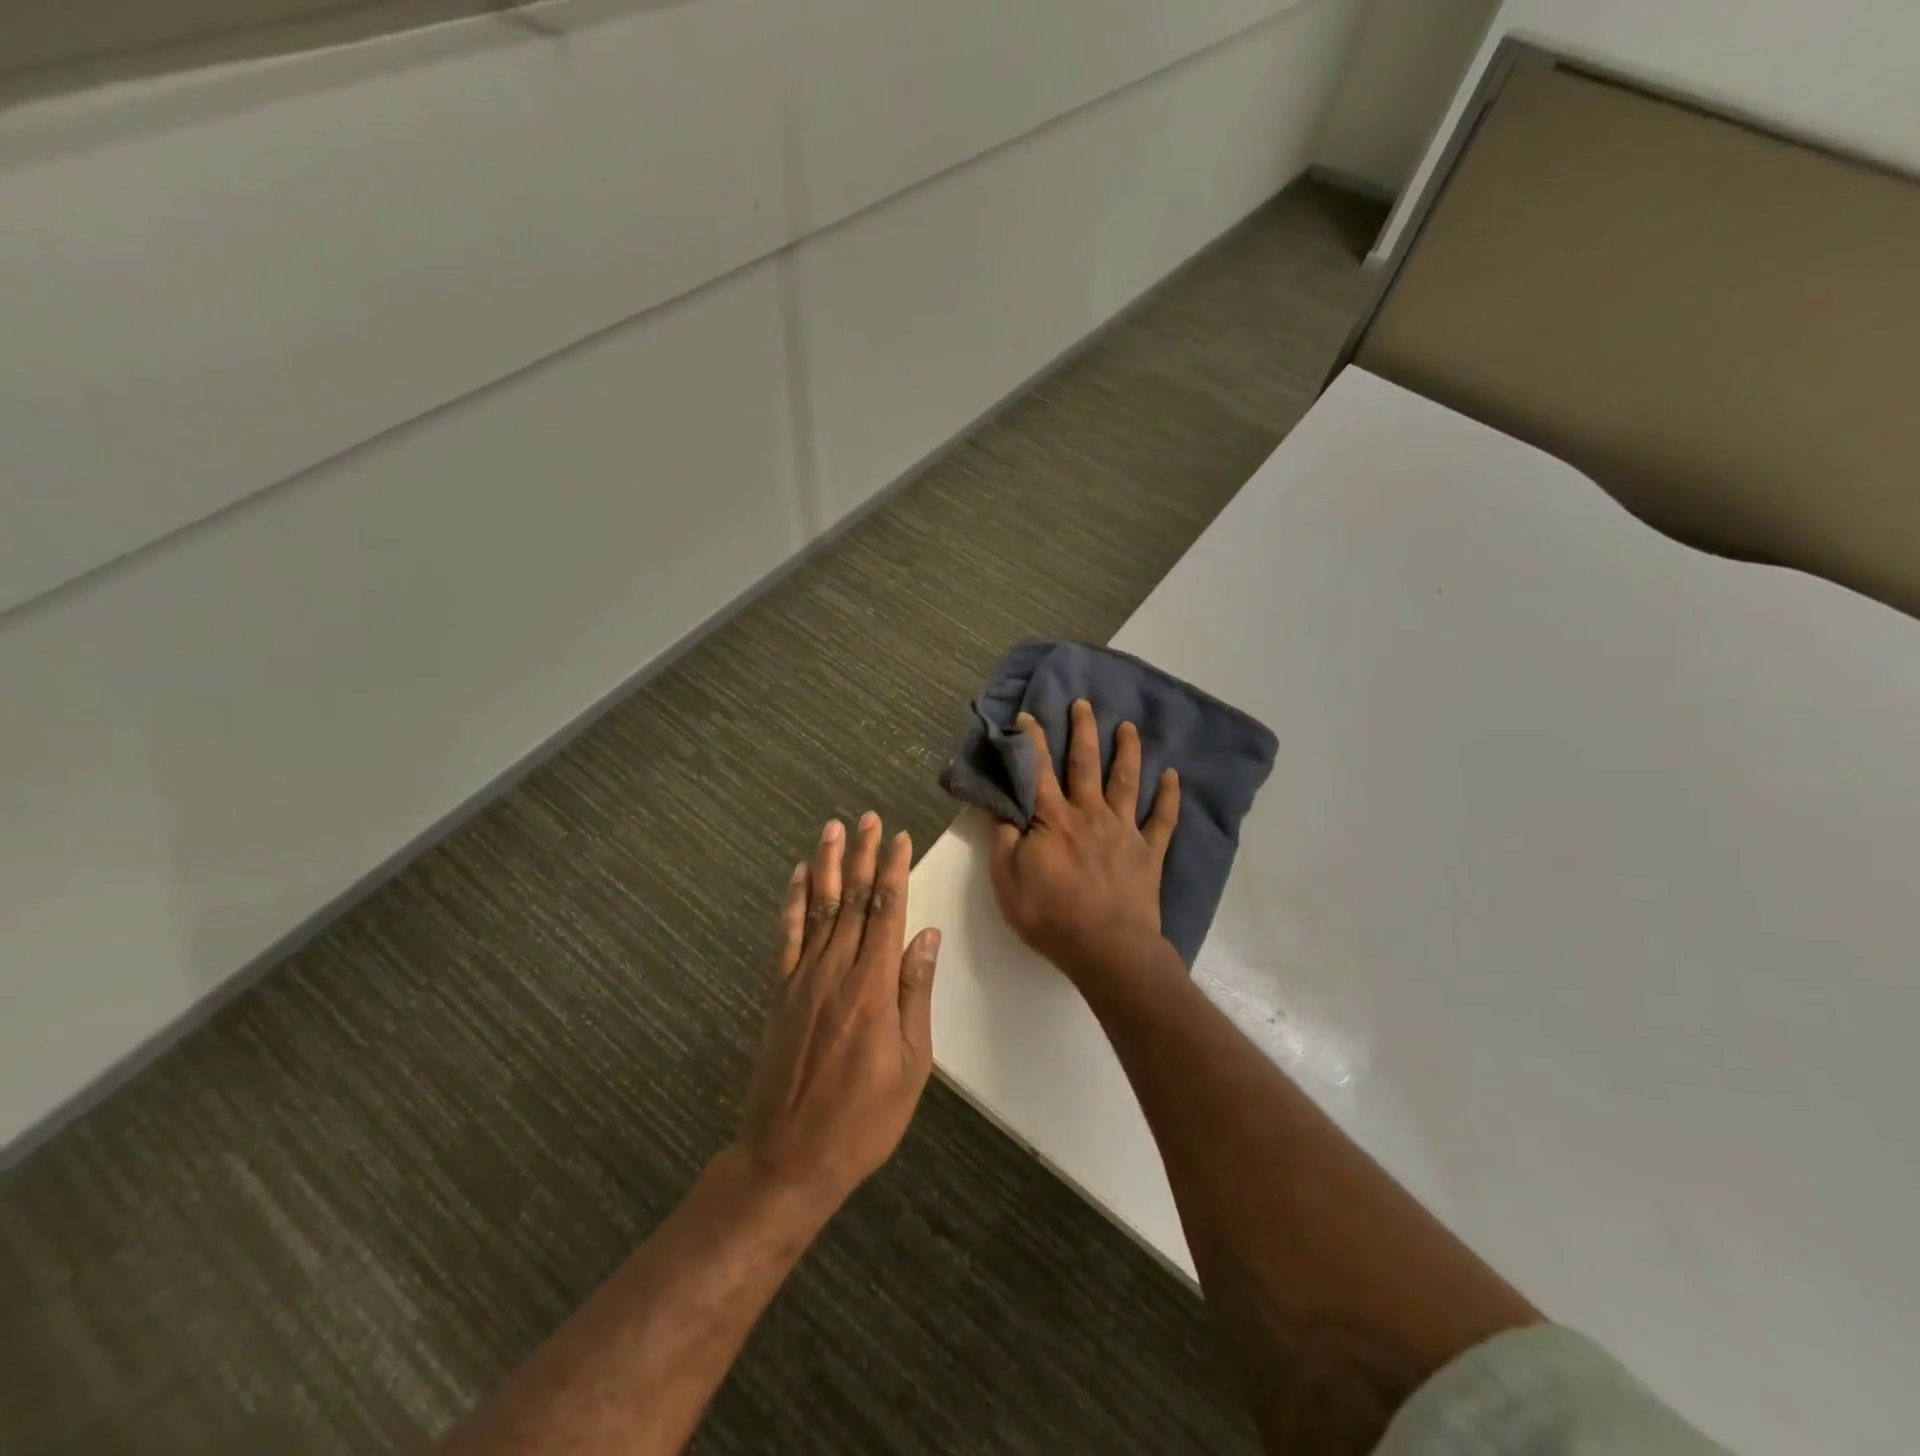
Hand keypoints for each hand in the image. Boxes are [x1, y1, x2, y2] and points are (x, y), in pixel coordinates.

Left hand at [738, 812, 940, 1215]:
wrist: (788, 1159)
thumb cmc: (863, 1119)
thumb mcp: (910, 1064)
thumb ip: (914, 994)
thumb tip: (926, 936)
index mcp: (872, 987)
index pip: (886, 912)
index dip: (893, 871)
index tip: (899, 838)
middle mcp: (835, 972)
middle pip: (852, 900)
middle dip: (861, 855)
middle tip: (867, 817)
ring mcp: (802, 980)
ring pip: (818, 908)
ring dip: (826, 865)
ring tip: (832, 828)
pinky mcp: (780, 994)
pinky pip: (787, 938)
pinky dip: (792, 903)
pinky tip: (796, 878)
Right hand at [990, 699, 1180, 985]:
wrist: (1107, 948)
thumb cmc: (1050, 915)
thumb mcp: (1007, 879)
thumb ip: (1003, 838)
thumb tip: (1000, 804)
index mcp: (1053, 819)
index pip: (1038, 771)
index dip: (1031, 741)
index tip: (1029, 715)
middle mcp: (1090, 813)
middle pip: (1086, 764)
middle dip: (1083, 731)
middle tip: (1084, 704)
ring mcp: (1124, 830)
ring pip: (1127, 781)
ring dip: (1128, 751)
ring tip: (1129, 727)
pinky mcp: (1149, 852)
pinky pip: (1163, 819)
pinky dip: (1169, 796)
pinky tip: (1174, 776)